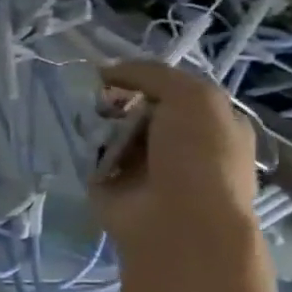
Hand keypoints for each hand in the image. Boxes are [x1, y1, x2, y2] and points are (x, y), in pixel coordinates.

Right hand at [90, 60, 260, 262]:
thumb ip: (150, 73)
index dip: (143, 80)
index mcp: (210, 123)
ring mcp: (143, 165)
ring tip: (88, 122)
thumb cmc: (198, 156)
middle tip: (99, 101)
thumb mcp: (192, 97)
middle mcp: (178, 143)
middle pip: (136, 108)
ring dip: (97, 123)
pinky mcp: (110, 182)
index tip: (116, 77)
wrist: (176, 220)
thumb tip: (105, 71)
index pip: (171, 90)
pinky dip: (83, 147)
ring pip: (111, 130)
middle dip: (115, 101)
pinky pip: (90, 155)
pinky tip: (80, 143)